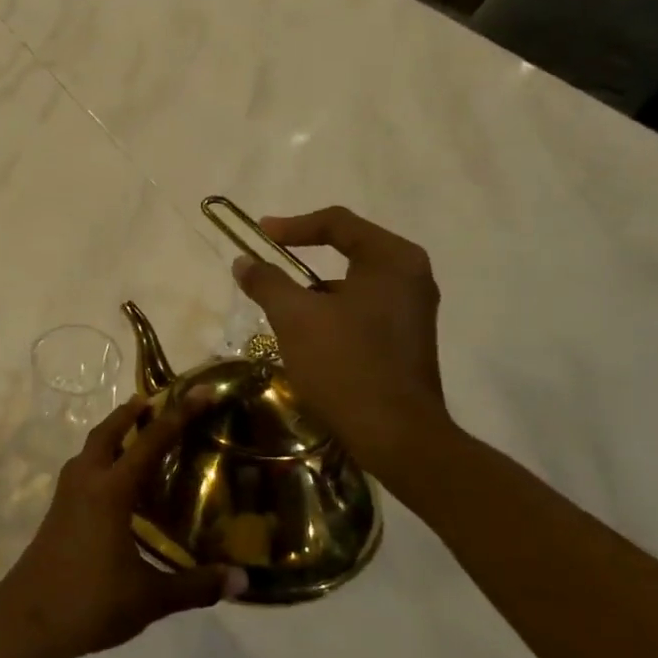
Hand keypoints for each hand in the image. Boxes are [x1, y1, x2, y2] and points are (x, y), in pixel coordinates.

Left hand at [0, 396, 245, 657]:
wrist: (27, 622)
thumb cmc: (91, 602)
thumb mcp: (150, 598)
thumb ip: (196, 586)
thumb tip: (242, 580)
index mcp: (110, 491)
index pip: (150, 442)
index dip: (177, 415)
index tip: (198, 392)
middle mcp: (85, 483)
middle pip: (107, 433)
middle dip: (130, 413)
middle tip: (155, 402)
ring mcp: (65, 498)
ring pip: (89, 451)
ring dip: (111, 436)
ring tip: (136, 437)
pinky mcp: (55, 514)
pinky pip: (81, 472)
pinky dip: (100, 461)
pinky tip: (115, 487)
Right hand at [232, 205, 450, 473]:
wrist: (395, 434)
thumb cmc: (345, 364)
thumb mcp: (295, 318)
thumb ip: (267, 282)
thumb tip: (244, 262)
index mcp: (392, 259)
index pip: (338, 222)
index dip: (293, 225)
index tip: (260, 235)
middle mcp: (411, 276)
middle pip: (349, 249)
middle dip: (304, 256)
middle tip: (269, 263)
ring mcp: (413, 309)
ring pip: (354, 283)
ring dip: (316, 289)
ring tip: (282, 308)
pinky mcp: (407, 339)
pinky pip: (363, 309)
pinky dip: (333, 312)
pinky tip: (308, 337)